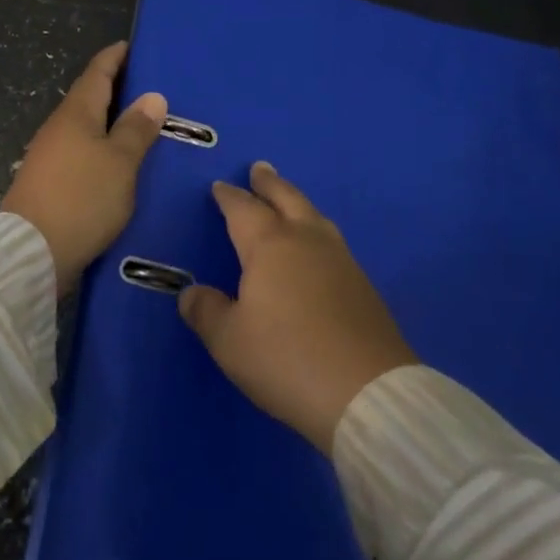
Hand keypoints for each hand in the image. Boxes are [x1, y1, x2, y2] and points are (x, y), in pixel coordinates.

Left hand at [2, 42, 167, 294]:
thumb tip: (152, 96)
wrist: (30, 253)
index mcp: (76, 113)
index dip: (115, 57)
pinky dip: (102, 149)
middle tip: (151, 88)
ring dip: (110, 122)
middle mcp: (59, 127)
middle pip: (90, 98)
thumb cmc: (81, 197)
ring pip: (86, 128)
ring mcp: (50, 156)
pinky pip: (81, 153)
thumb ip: (136, 129)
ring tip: (143, 126)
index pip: (97, 72)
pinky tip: (119, 163)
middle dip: (117, 89)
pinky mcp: (49, 183)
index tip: (132, 46)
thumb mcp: (120, 162)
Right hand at [178, 162, 416, 453]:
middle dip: (269, 183)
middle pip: (285, 198)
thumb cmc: (287, 359)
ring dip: (296, 201)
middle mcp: (305, 240)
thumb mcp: (230, 342)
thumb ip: (207, 312)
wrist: (367, 392)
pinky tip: (316, 245)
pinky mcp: (362, 283)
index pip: (243, 209)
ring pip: (313, 215)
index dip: (229, 197)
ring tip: (288, 199)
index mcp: (269, 245)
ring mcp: (339, 259)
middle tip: (259, 168)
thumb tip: (191, 293)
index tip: (220, 187)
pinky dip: (315, 229)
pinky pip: (331, 240)